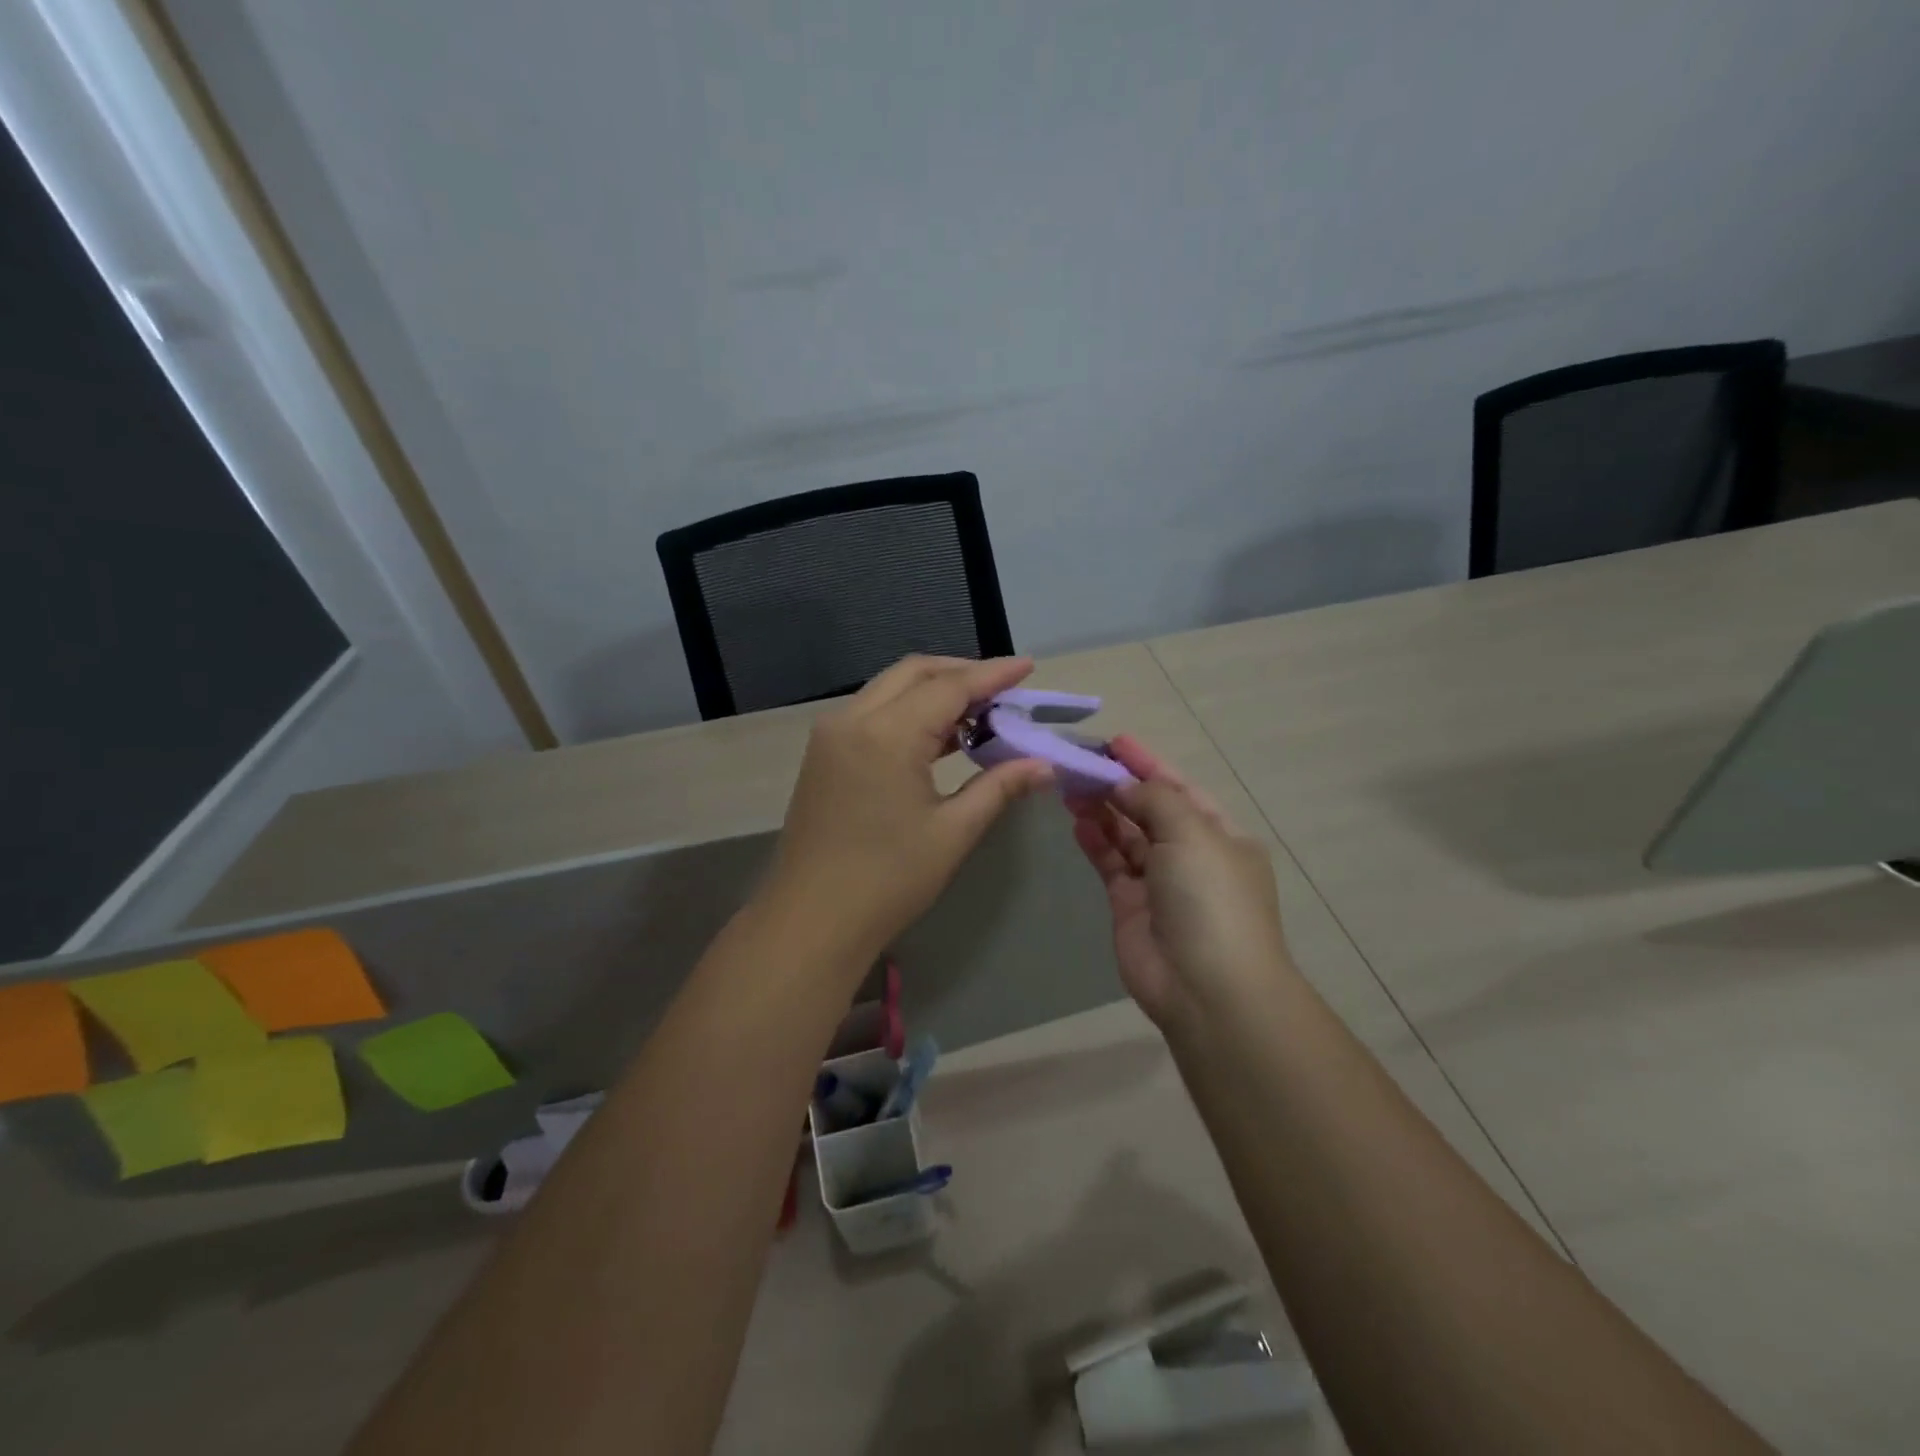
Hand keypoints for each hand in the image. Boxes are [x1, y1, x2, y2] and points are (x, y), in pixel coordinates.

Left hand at [764, 655, 1054, 959]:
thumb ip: (999, 787)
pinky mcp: (823, 753)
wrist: (810, 921)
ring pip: (890, 689)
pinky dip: (908, 711)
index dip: (992, 675)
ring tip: (979, 712)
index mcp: (886, 734)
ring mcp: (830, 734)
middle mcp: (853, 719)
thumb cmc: (888, 880)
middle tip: (1005, 690)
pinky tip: (938, 736)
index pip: (949, 687)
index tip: (1028, 667)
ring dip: (934, 691)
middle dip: (962, 674)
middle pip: (914, 673)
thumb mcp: (952, 832)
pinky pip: (872, 712)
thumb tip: (1044, 765)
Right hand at [1067, 736, 1293, 1029]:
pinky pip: (1110, 863)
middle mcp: (1191, 856)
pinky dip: (1095, 841)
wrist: (1205, 987)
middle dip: (1118, 785)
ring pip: (1126, 835)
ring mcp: (1159, 882)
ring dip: (1102, 810)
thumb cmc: (1210, 898)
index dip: (1148, 763)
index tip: (1114, 742)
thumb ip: (1155, 799)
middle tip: (1079, 761)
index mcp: (1221, 835)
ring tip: (1070, 786)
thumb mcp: (1192, 833)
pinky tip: (1077, 821)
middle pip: (1149, 810)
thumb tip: (1125, 784)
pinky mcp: (1129, 905)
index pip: (1180, 788)